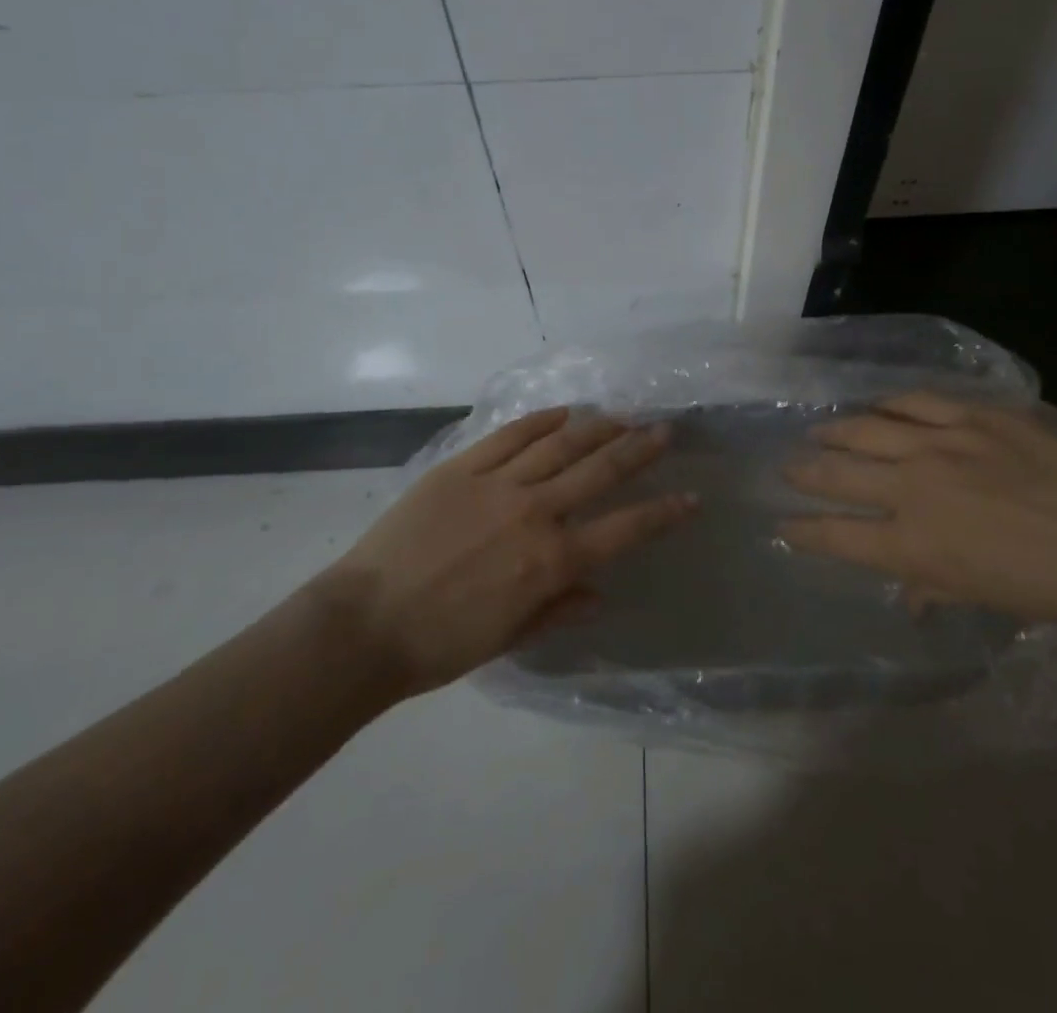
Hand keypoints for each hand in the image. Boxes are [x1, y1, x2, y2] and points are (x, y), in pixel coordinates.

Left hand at [325, 408, 695, 696]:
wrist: (365, 625)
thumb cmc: (441, 644)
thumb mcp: (511, 638)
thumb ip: (560, 609)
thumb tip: (598, 593)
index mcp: (552, 561)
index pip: (625, 529)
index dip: (664, 513)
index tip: (692, 498)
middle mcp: (535, 513)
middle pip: (600, 470)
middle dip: (640, 449)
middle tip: (665, 429)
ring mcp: (498, 484)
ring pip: (561, 443)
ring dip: (598, 426)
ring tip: (622, 415)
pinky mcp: (462, 467)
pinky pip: (511, 435)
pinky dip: (541, 420)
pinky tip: (563, 411)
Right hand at [782, 392, 1056, 634]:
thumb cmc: (1053, 588)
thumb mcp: (985, 598)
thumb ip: (934, 587)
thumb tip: (908, 593)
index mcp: (912, 544)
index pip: (836, 536)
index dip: (803, 532)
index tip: (783, 527)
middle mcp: (912, 488)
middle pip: (839, 474)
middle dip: (805, 473)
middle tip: (788, 468)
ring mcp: (941, 443)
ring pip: (867, 429)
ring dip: (836, 432)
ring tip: (819, 432)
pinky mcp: (973, 415)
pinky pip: (916, 402)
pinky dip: (890, 404)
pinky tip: (878, 405)